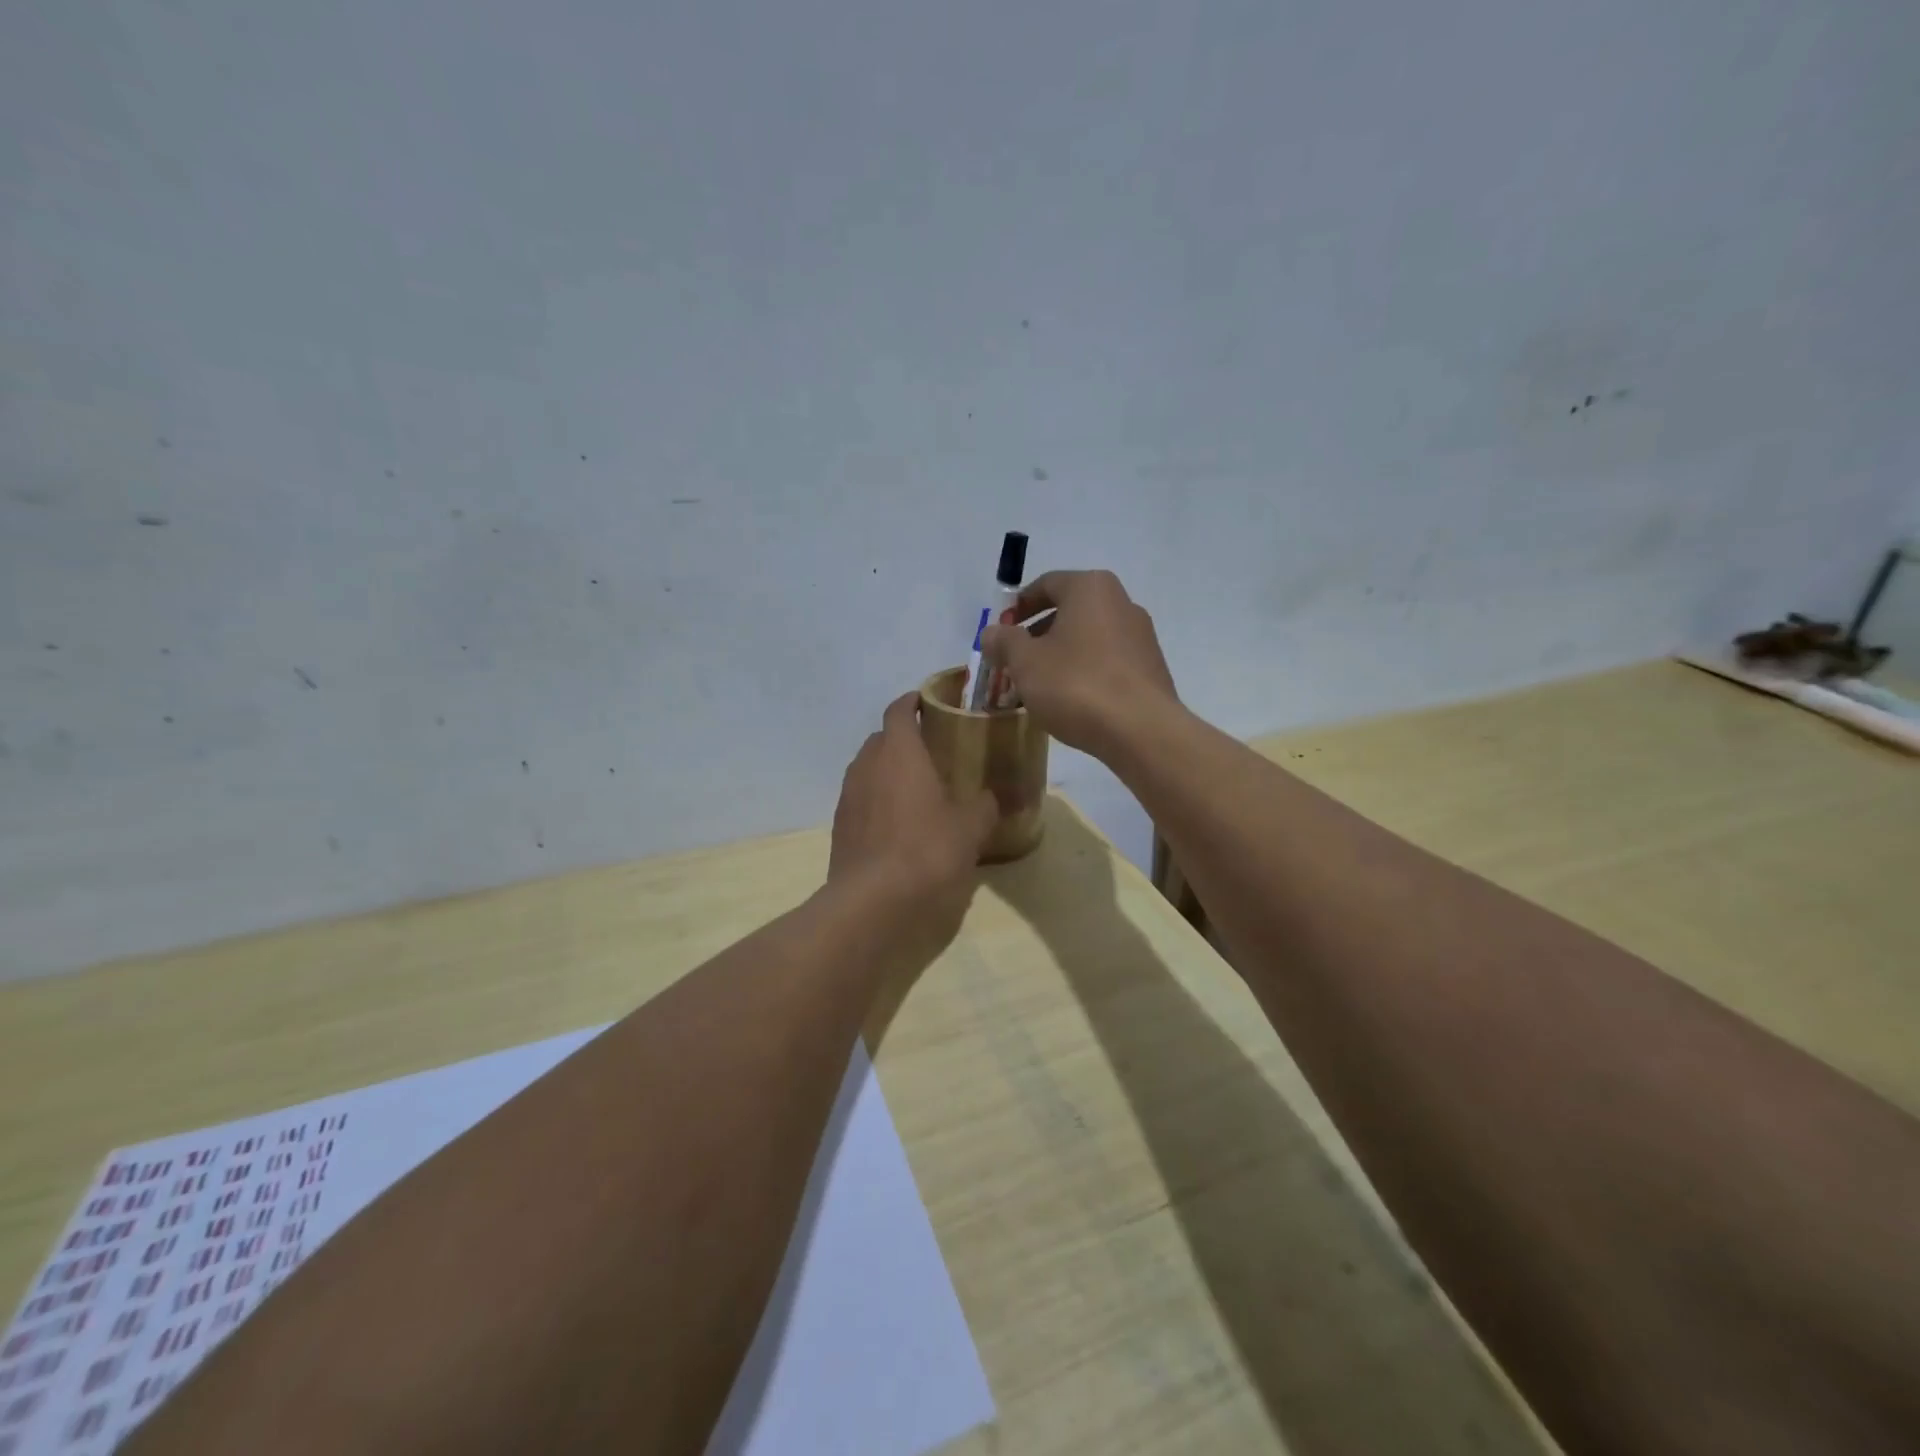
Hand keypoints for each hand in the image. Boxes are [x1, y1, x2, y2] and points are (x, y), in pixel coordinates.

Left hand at [828, 692, 997, 950]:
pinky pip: (861, 800)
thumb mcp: (970, 828)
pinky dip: (878, 801)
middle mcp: (867, 765)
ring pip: (868, 770)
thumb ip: (984, 805)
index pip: (899, 710)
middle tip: (933, 752)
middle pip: (881, 739)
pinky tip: (899, 825)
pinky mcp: (840, 827)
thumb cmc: (926, 851)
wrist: (872, 902)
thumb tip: (992, 798)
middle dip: (903, 740)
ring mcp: (848, 796)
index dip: (913, 702)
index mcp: (899, 752)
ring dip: (889, 772)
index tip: (930, 703)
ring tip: (917, 789)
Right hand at [980, 569, 1176, 755]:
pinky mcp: (1150, 669)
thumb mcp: (1025, 663)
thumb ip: (1004, 642)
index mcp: (1091, 589)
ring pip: (1088, 639)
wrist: (1140, 730)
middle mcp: (1121, 603)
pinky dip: (1084, 673)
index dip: (1017, 607)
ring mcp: (1141, 637)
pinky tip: (1070, 701)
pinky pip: (1107, 662)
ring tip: (1039, 688)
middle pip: (1069, 611)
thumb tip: (991, 633)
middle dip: (1037, 635)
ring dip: (1059, 657)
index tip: (1000, 633)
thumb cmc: (1076, 685)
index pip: (1046, 584)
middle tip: (1014, 663)